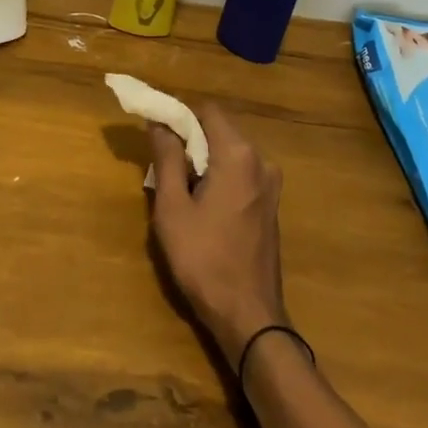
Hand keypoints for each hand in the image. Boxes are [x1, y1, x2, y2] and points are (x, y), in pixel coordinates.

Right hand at [147, 103, 289, 369]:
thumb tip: (159, 123)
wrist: (249, 316)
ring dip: (204, 160)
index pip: (207, 111)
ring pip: (230, 153)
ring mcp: (270, 184)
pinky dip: (219, 176)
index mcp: (238, 155)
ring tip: (178, 188)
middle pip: (220, 130)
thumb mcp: (173, 208)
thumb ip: (167, 159)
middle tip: (162, 164)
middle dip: (190, 139)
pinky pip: (240, 174)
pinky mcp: (270, 205)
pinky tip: (201, 205)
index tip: (156, 131)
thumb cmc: (204, 259)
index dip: (180, 114)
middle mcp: (261, 161)